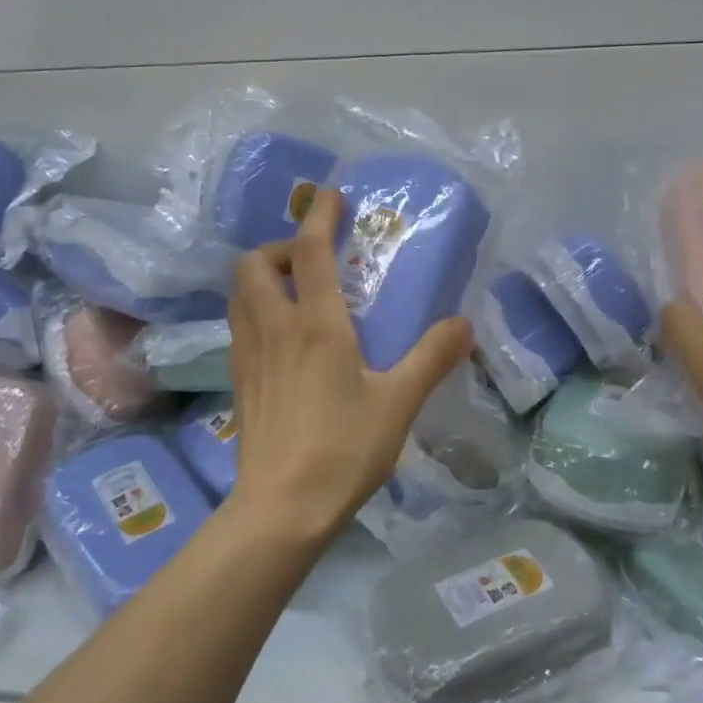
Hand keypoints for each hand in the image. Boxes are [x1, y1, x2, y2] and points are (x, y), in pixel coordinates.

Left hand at [225, 189, 471, 540]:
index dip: (318, 216)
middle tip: (311, 263)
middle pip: (254, 263)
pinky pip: (239, 325)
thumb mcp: (398, 403)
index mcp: (316, 325)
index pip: (308, 251)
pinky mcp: (238, 380)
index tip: (330, 195)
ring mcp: (248, 354)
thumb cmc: (344, 450)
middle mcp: (274, 328)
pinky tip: (283, 339)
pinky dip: (256, 310)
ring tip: (295, 293)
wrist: (281, 507)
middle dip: (279, 247)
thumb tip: (464, 323)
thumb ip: (432, 358)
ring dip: (263, 277)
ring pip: (239, 293)